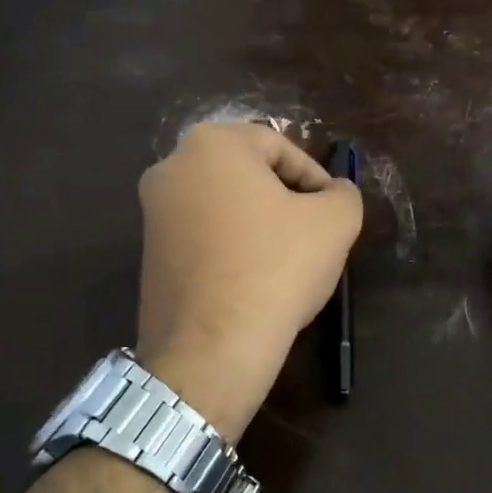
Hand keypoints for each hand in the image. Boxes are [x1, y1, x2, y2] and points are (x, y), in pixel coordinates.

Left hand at [135, 121, 362, 442]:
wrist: (212, 348)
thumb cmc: (276, 268)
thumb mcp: (335, 222)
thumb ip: (344, 193)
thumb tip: (335, 192)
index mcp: (211, 144)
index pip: (279, 146)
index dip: (315, 178)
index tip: (333, 211)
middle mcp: (171, 167)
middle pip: (247, 174)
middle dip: (285, 199)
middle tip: (314, 233)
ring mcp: (152, 213)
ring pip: (224, 206)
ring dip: (259, 224)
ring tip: (289, 260)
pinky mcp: (148, 254)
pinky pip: (203, 237)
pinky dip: (232, 248)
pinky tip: (255, 280)